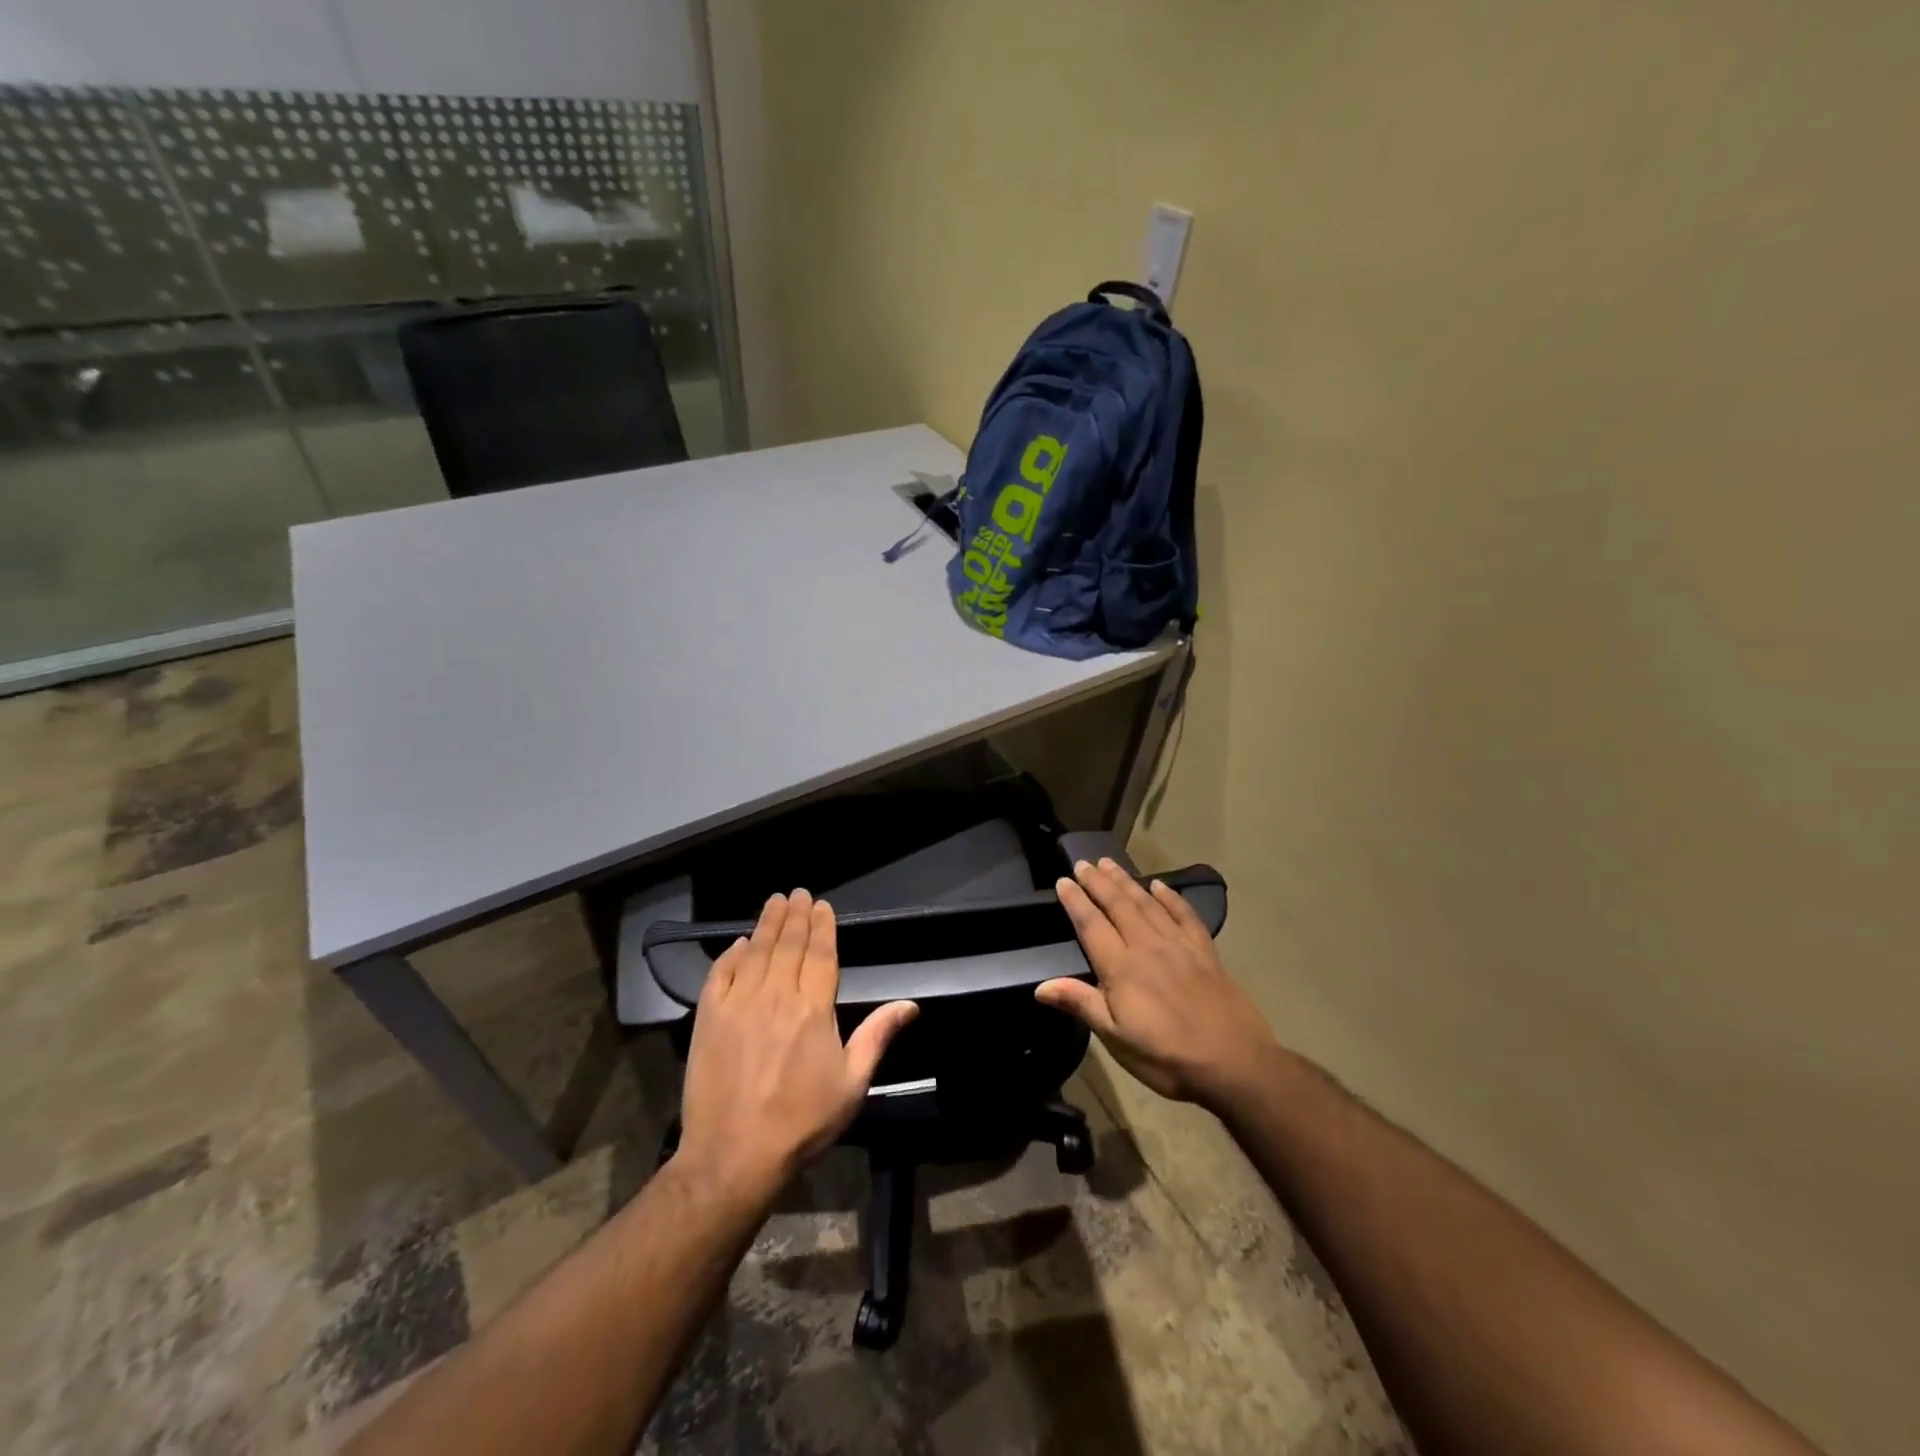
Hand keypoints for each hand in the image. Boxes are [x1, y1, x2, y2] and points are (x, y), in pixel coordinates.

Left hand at [676, 889, 916, 1205]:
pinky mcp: (709, 1018)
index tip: (822, 905)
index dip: (823, 927)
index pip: (821, 954)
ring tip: (775, 902)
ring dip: (767, 924)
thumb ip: (877, 1036)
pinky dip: (730, 955)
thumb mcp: (852, 1083)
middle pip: (788, 945)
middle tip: (798, 893)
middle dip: (796, 916)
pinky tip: (738, 944)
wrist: (734, 1155)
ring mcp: (739, 1004)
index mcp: (814, 1008)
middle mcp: (776, 995)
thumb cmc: (802, 1121)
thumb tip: (910, 1005)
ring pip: (756, 951)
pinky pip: (720, 974)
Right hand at [1036, 858, 1278, 1111]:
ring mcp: (1179, 945)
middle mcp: (1147, 947)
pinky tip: (1160, 885)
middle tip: (1083, 862)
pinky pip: (1184, 914)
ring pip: (1147, 903)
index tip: (1063, 880)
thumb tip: (1040, 986)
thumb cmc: (1167, 1056)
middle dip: (1098, 882)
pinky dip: (1170, 898)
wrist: (1235, 1063)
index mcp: (1121, 968)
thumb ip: (1081, 1004)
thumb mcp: (1117, 1039)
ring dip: (1126, 881)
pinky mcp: (1205, 951)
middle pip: (1118, 905)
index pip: (1092, 925)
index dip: (1076, 901)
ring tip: (1109, 863)